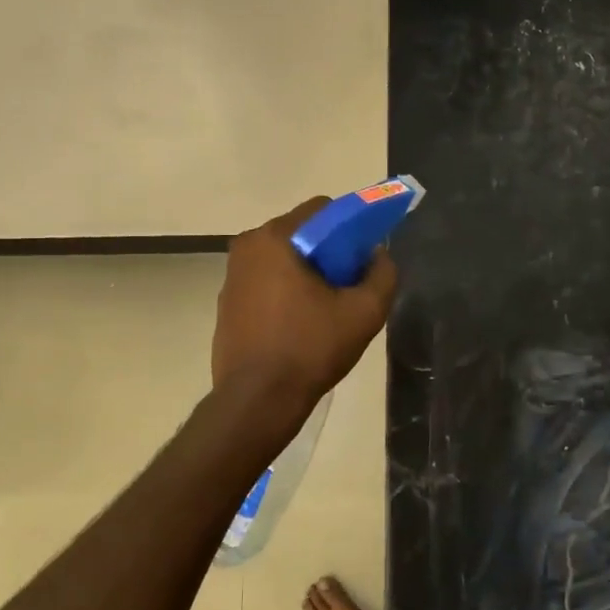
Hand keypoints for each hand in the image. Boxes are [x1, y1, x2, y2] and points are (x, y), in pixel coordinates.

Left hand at [212, 197, 398, 406]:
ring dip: (307, 273)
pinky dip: (285, 291)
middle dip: (329, 252)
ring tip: (326, 310)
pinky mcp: (226, 302)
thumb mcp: (364, 312)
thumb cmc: (310, 349)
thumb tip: (378, 254)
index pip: (322, 209)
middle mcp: (246, 246)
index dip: (351, 227)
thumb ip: (382, 273)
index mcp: (275, 238)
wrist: (257, 400)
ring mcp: (231, 275)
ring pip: (283, 259)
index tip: (363, 257)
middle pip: (301, 233)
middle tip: (348, 287)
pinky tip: (299, 325)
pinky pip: (265, 282)